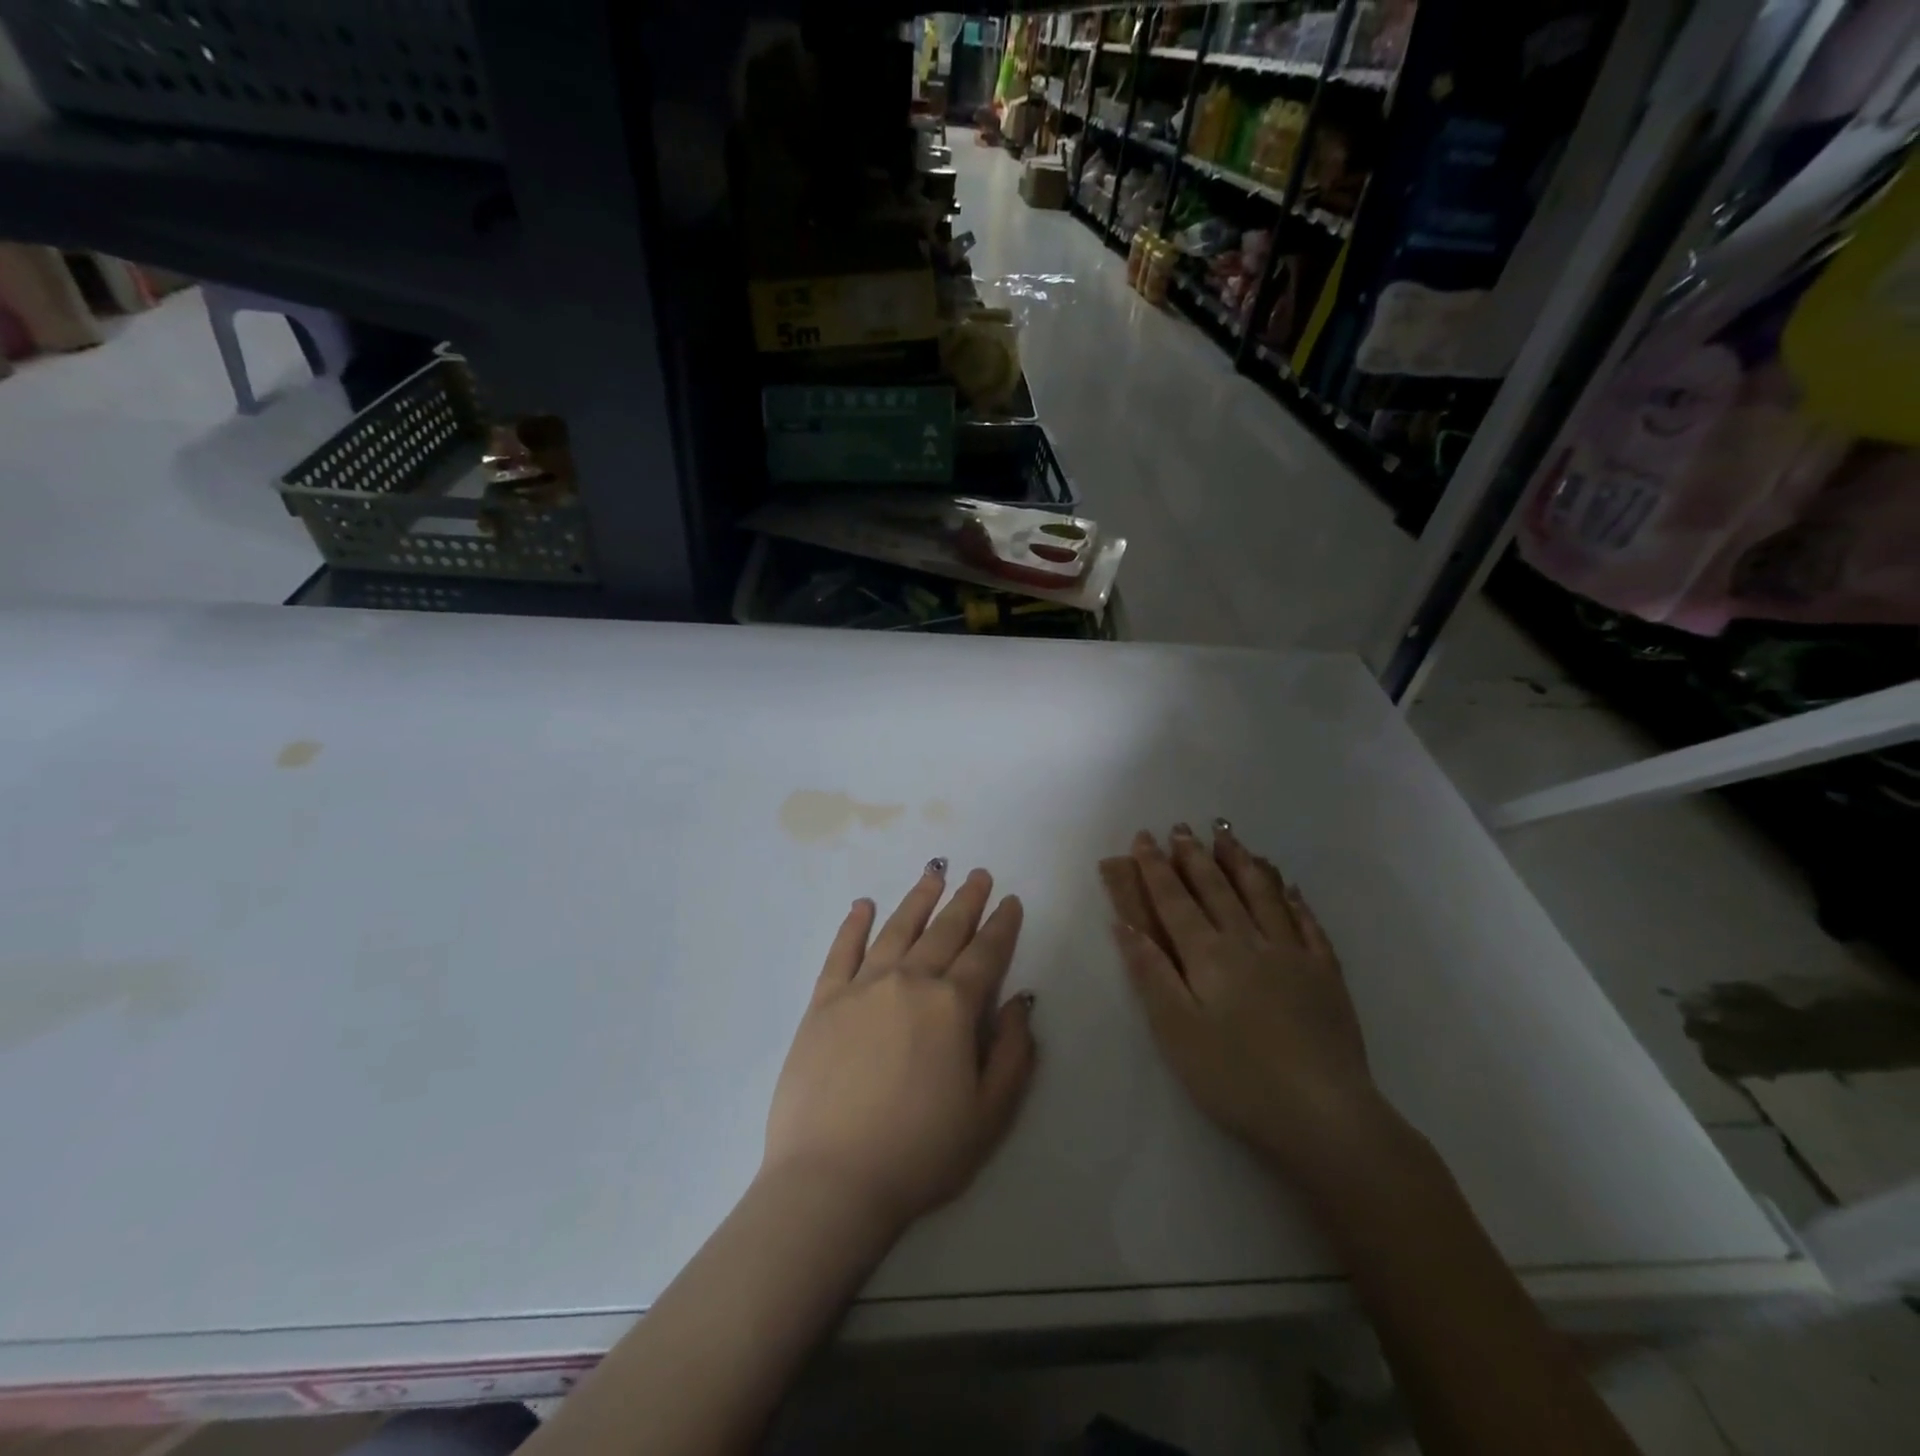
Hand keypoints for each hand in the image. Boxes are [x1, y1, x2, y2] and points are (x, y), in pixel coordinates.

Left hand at [762, 861, 1037, 1234]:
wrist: (831, 1181)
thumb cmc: (920, 1153)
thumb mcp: (989, 1114)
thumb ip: (1014, 1053)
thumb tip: (1021, 1002)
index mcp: (952, 1006)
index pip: (985, 953)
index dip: (1002, 925)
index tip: (1011, 901)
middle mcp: (908, 981)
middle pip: (943, 931)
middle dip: (966, 901)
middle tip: (979, 875)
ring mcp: (861, 988)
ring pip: (897, 930)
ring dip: (919, 900)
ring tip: (934, 875)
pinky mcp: (823, 1002)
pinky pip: (841, 951)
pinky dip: (853, 925)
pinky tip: (862, 905)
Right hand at [1101, 823, 1393, 1188]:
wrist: (1324, 1116)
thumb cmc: (1236, 1078)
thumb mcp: (1176, 1031)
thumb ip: (1151, 973)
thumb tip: (1124, 924)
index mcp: (1209, 956)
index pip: (1174, 901)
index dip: (1155, 869)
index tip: (1142, 839)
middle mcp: (1249, 942)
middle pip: (1216, 889)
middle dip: (1193, 856)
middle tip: (1180, 828)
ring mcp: (1293, 955)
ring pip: (1262, 895)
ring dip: (1240, 862)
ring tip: (1227, 835)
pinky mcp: (1326, 976)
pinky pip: (1308, 924)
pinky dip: (1293, 899)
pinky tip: (1289, 886)